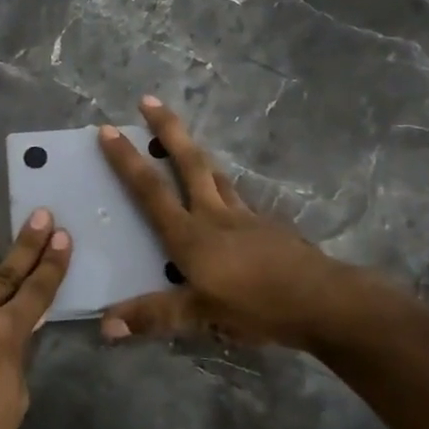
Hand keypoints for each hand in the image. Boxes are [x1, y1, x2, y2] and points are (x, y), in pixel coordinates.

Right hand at [97, 96, 351, 348]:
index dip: (127, 160)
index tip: (109, 129)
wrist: (323, 300)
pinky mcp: (269, 226)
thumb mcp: (200, 316)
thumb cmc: (256, 305)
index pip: (150, 190)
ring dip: (197, 155)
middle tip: (149, 100)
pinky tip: (229, 199)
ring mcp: (246, 216)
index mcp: (190, 234)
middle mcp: (215, 215)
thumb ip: (153, 316)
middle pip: (189, 163)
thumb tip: (105, 327)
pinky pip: (240, 198)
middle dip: (167, 129)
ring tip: (185, 143)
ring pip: (217, 176)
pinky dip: (226, 189)